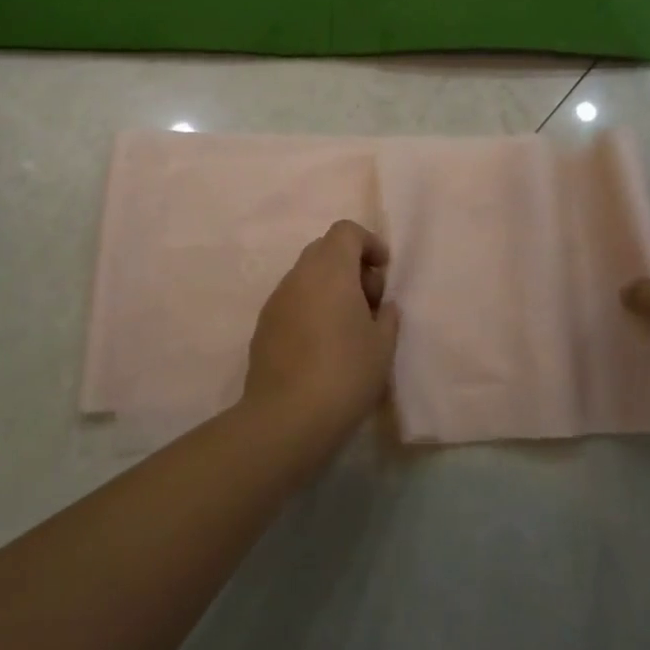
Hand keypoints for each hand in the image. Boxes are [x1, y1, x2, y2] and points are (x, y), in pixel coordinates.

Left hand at [243, 219, 400, 442]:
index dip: (369, 243)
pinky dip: (310, 308)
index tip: (384, 270)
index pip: (346, 231)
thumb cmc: (345, 373)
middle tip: (369, 301)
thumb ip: (386, 315)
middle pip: (325, 250)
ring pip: (307, 276)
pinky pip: (292, 301)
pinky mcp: (263, 325)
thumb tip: (380, 306)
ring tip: (347, 327)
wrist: (286, 418)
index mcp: (330, 269)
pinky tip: (322, 345)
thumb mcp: (383, 345)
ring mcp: (276, 299)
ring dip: (329, 288)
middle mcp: (299, 275)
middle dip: (350, 266)